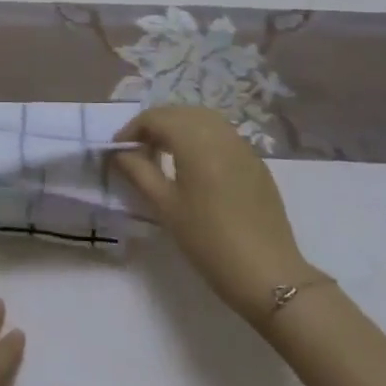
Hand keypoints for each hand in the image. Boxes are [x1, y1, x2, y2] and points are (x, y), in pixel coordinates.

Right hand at [115, 106, 313, 321]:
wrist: (267, 273)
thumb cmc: (208, 240)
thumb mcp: (166, 207)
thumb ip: (140, 173)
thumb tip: (121, 154)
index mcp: (195, 140)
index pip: (156, 118)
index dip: (132, 130)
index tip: (118, 151)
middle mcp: (220, 133)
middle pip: (180, 113)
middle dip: (155, 125)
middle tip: (138, 151)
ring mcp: (242, 145)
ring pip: (203, 119)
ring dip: (179, 128)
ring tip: (163, 154)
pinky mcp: (255, 161)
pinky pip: (222, 134)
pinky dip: (200, 137)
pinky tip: (194, 165)